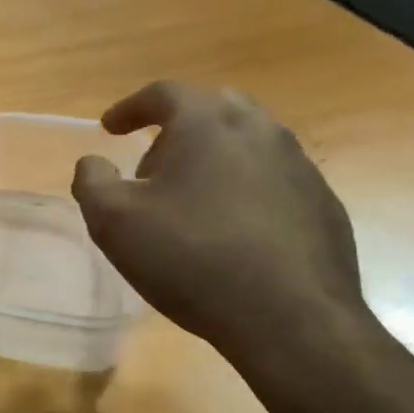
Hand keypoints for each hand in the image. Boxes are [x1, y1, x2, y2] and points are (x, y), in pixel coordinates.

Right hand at [71, 82, 363, 360]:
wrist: (289, 319)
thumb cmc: (190, 258)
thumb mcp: (113, 221)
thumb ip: (91, 181)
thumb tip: (93, 163)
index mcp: (208, 123)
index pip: (164, 93)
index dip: (130, 108)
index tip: (109, 128)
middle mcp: (260, 130)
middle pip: (212, 108)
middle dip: (175, 129)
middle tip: (150, 165)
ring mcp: (299, 166)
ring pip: (247, 143)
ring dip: (211, 158)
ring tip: (188, 199)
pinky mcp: (322, 204)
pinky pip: (272, 179)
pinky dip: (242, 188)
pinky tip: (229, 230)